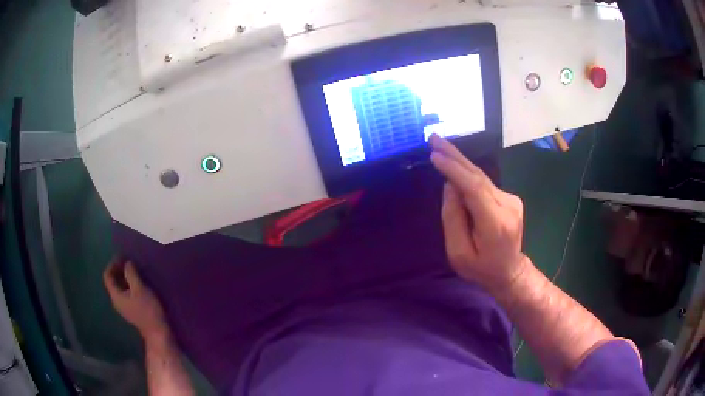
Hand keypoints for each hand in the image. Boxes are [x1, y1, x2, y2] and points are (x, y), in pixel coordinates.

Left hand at [103, 259, 168, 340]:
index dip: (112, 264)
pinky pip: (127, 294)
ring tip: (136, 271)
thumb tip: (127, 263)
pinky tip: (140, 284)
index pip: (107, 276)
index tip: (122, 257)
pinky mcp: (133, 311)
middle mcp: (117, 301)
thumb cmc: (147, 310)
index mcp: (116, 295)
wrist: (158, 333)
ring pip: (121, 288)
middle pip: (113, 282)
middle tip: (129, 262)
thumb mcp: (139, 289)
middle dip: (119, 270)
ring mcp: (125, 308)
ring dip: (125, 278)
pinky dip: (130, 286)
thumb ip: (131, 274)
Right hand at [429, 134, 527, 290]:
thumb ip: (453, 220)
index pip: (474, 189)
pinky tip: (454, 166)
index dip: (455, 170)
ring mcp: (511, 200)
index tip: (435, 155)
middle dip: (455, 156)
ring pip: (481, 177)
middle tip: (434, 138)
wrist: (509, 271)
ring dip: (459, 162)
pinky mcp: (510, 198)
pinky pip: (484, 183)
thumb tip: (450, 186)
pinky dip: (467, 174)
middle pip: (478, 176)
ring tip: (439, 146)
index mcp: (495, 224)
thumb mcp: (458, 254)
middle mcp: (507, 206)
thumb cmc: (481, 268)